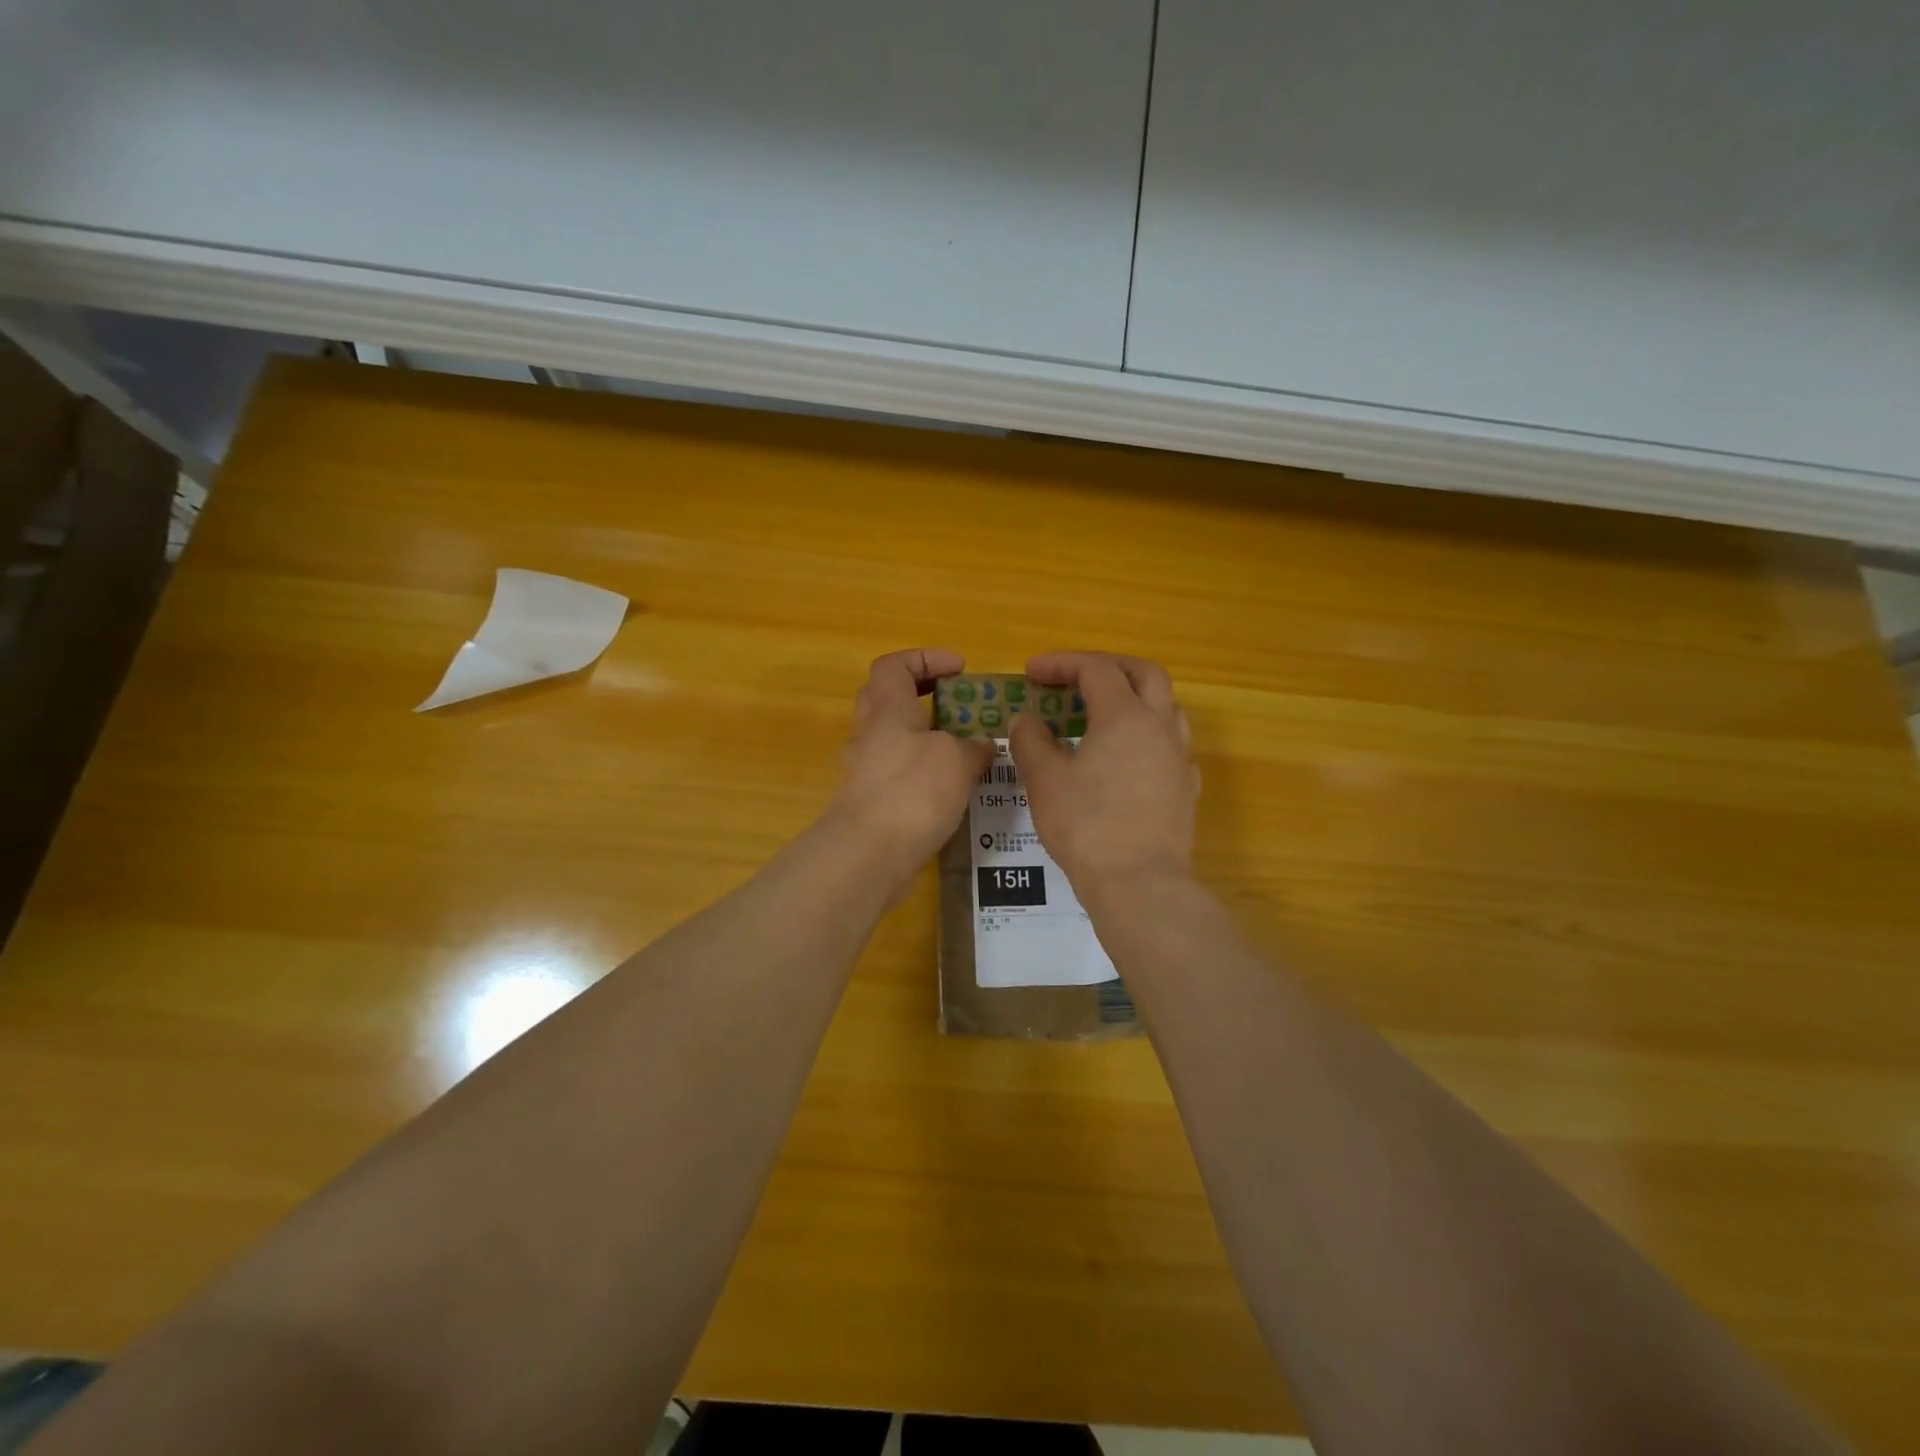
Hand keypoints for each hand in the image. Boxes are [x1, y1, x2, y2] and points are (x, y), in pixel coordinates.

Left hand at [825, 648, 992, 882]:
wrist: (868, 854)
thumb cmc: (912, 791)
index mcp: (888, 709)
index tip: (959, 669)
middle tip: (958, 705)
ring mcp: (866, 771)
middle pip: (887, 698)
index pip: (893, 665)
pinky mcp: (871, 803)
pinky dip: (924, 774)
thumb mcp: (956, 759)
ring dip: (927, 738)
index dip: (925, 658)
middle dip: (923, 695)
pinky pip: (898, 774)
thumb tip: (981, 746)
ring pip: (894, 739)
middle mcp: (871, 734)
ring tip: (967, 752)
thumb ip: (973, 747)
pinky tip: (953, 791)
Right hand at [1009, 651, 1197, 900]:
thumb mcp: (1045, 781)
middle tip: (1077, 676)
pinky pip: (1171, 743)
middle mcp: (1160, 726)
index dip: (1062, 663)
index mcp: (1124, 716)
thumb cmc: (1087, 827)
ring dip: (1134, 697)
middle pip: (1144, 673)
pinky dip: (1147, 734)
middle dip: (1109, 666)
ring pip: (1166, 706)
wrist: (1140, 884)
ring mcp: (1179, 757)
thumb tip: (1026, 720)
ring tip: (1103, 713)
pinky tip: (1127, 757)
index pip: (1095, 670)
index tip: (1032, 672)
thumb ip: (1031, 741)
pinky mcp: (1186, 787)